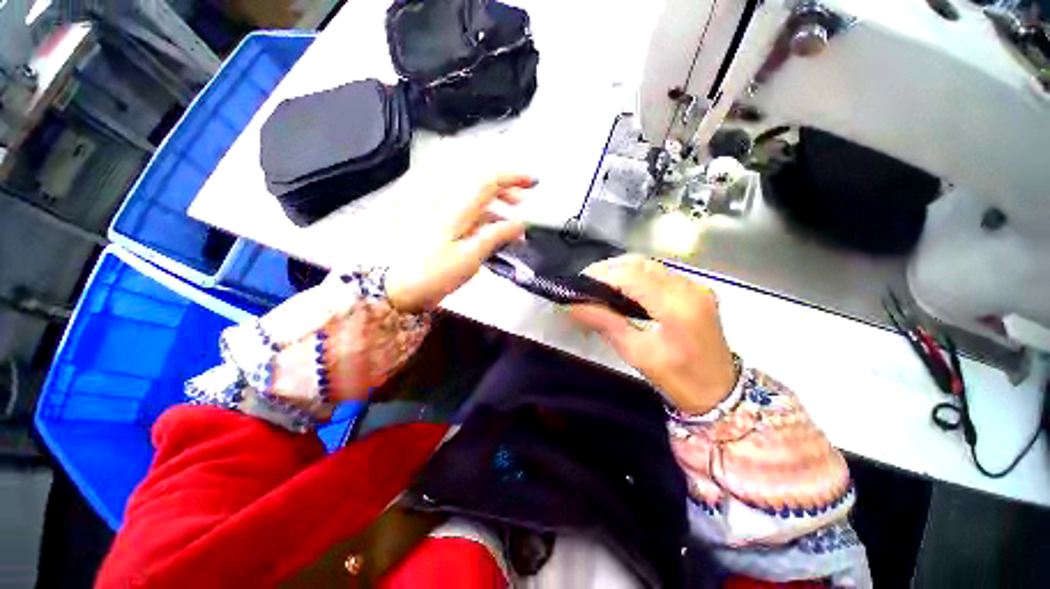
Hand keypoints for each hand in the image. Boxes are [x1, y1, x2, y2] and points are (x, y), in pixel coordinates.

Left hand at [385, 175, 535, 312]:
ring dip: (500, 211)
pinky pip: (472, 221)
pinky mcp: (446, 232)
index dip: (512, 178)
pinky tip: (498, 238)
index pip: (488, 182)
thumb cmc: (435, 274)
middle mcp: (453, 209)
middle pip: (483, 189)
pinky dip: (488, 225)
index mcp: (458, 210)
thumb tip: (521, 222)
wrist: (401, 289)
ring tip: (516, 227)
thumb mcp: (470, 257)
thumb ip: (496, 236)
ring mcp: (448, 220)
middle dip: (507, 192)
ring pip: (478, 206)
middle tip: (525, 202)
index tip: (532, 182)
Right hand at [570, 255, 736, 413]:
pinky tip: (624, 287)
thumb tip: (574, 306)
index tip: (579, 282)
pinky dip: (637, 275)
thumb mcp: (636, 353)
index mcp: (676, 308)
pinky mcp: (696, 290)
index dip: (601, 275)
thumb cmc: (678, 379)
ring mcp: (695, 287)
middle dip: (609, 269)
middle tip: (587, 282)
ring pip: (650, 265)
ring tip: (601, 283)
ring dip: (622, 270)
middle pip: (641, 264)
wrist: (720, 391)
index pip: (631, 277)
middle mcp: (689, 289)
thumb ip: (605, 323)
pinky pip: (660, 273)